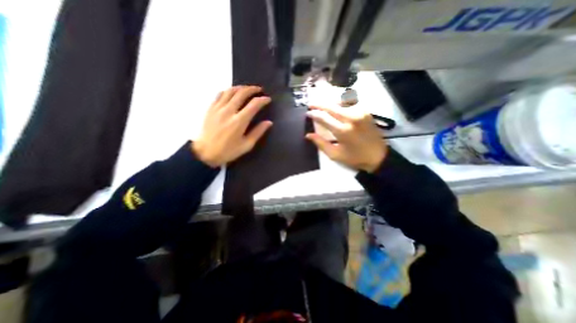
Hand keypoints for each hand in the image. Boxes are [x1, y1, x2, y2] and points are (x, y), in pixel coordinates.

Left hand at [192, 86, 271, 166]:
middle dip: (252, 89)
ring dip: (241, 87)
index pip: (254, 105)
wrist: (205, 153)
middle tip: (259, 90)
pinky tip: (232, 93)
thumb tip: (268, 122)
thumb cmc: (228, 151)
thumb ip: (258, 132)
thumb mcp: (246, 145)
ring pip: (230, 91)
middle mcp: (228, 111)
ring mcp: (218, 108)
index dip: (262, 100)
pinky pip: (220, 94)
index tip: (268, 99)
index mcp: (239, 121)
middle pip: (242, 93)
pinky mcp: (210, 108)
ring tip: (247, 89)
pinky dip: (228, 91)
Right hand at [306, 105, 386, 172]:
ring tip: (323, 105)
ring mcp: (360, 113)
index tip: (308, 113)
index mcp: (343, 131)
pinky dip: (341, 102)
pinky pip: (351, 102)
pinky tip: (337, 105)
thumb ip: (321, 143)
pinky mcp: (366, 112)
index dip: (314, 114)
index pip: (324, 118)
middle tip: (311, 104)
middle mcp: (351, 118)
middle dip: (319, 104)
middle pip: (331, 106)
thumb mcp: (335, 154)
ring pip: (341, 101)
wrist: (378, 156)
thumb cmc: (355, 158)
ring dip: (330, 102)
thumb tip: (308, 135)